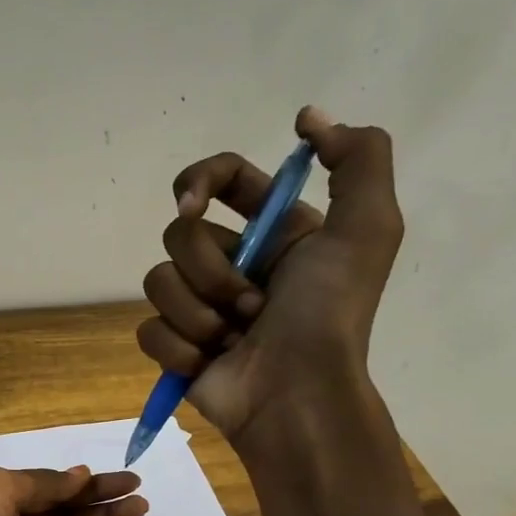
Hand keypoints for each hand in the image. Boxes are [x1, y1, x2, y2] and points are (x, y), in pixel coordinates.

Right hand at [136, 107, 403, 452]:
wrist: (296, 395)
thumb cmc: (328, 315)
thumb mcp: (367, 229)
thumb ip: (357, 159)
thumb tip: (308, 119)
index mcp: (275, 232)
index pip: (221, 181)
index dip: (198, 182)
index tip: (193, 205)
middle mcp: (234, 263)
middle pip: (179, 235)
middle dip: (210, 270)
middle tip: (250, 304)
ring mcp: (199, 307)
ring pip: (159, 282)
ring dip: (198, 313)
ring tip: (232, 339)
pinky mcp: (174, 346)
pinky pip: (149, 329)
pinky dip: (178, 347)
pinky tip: (207, 363)